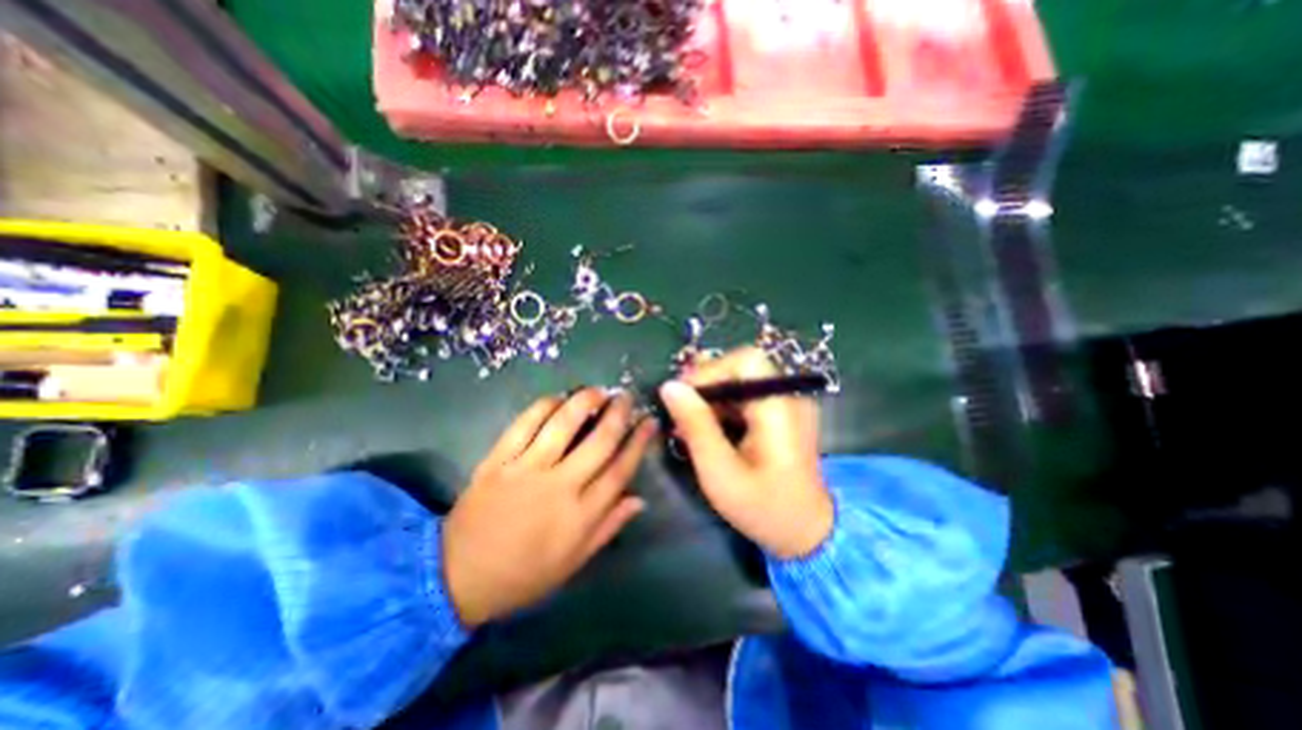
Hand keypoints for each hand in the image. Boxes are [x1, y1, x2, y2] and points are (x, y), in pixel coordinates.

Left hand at [444, 389, 656, 627]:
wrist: (458, 577)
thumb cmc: (524, 574)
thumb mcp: (574, 562)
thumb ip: (608, 527)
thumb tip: (639, 499)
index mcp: (580, 515)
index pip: (620, 470)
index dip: (638, 442)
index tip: (649, 422)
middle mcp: (559, 487)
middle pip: (599, 441)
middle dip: (618, 414)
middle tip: (627, 397)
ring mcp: (526, 469)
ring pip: (563, 425)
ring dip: (585, 402)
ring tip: (598, 391)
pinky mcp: (498, 460)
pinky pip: (524, 424)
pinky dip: (544, 406)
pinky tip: (558, 398)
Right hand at [663, 348, 833, 559]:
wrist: (807, 533)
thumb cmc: (764, 509)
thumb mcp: (721, 473)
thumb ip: (696, 426)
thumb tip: (669, 387)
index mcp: (779, 408)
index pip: (746, 360)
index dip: (711, 370)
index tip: (682, 397)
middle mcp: (787, 397)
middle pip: (740, 368)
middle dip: (706, 385)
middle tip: (680, 413)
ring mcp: (785, 405)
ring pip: (739, 381)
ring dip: (710, 398)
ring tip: (688, 426)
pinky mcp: (779, 414)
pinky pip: (745, 397)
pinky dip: (721, 408)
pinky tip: (707, 430)